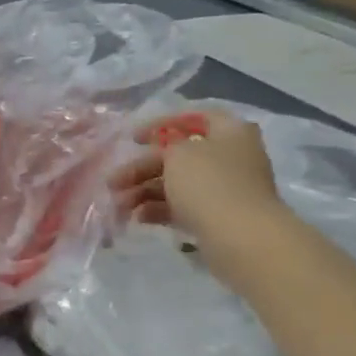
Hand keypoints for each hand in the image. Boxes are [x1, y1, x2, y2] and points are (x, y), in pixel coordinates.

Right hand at [109, 108, 289, 260]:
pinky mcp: (218, 216)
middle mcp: (231, 156)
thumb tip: (165, 149)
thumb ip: (166, 145)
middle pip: (179, 156)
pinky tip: (139, 218)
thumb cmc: (209, 184)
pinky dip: (160, 209)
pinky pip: (184, 206)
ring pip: (178, 183)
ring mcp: (226, 189)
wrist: (241, 237)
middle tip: (113, 182)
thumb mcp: (179, 154)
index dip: (162, 124)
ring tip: (119, 205)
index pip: (195, 118)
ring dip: (145, 191)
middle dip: (142, 168)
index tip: (133, 138)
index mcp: (230, 132)